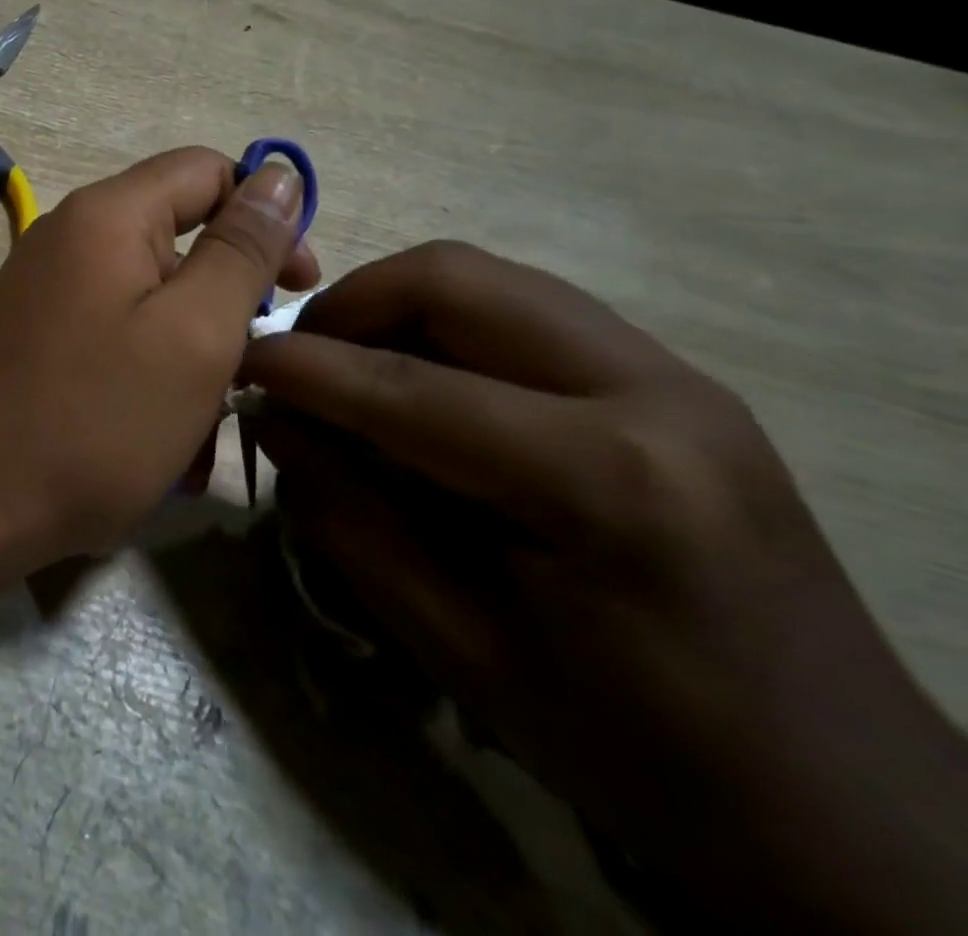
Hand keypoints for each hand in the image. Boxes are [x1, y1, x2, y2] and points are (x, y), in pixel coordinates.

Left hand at [0, 147, 316, 564]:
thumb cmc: (93, 420)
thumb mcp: (194, 334)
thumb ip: (241, 250)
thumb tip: (280, 174)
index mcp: (107, 215)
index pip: (208, 171)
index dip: (265, 216)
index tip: (298, 287)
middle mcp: (68, 237)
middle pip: (178, 241)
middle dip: (225, 307)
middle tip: (247, 376)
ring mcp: (44, 289)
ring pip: (149, 303)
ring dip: (190, 360)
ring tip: (198, 435)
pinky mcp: (33, 337)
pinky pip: (112, 337)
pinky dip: (146, 378)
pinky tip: (158, 445)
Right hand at [241, 241, 967, 933]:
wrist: (845, 805)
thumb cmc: (637, 751)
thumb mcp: (461, 647)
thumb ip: (350, 519)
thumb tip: (273, 421)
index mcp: (607, 479)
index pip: (409, 385)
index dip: (304, 367)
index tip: (236, 360)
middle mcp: (651, 390)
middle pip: (456, 278)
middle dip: (350, 304)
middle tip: (297, 359)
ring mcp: (673, 372)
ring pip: (488, 277)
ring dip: (394, 306)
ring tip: (346, 366)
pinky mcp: (672, 378)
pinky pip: (523, 308)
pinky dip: (445, 325)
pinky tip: (419, 382)